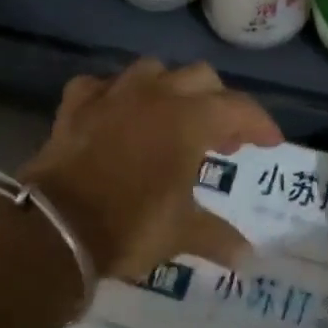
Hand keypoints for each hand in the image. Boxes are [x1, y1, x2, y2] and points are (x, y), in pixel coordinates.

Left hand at [20, 59, 282, 280]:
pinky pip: (100, 85)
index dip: (260, 124)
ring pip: (152, 70)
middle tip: (223, 140)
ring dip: (169, 90)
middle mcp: (156, 95)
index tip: (271, 143)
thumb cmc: (130, 225)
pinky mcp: (76, 105)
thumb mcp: (181, 233)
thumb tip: (249, 257)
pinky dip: (114, 96)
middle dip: (219, 103)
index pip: (239, 109)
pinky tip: (117, 116)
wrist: (55, 226)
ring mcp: (112, 94)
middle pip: (200, 77)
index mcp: (190, 120)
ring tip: (172, 119)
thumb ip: (218, 237)